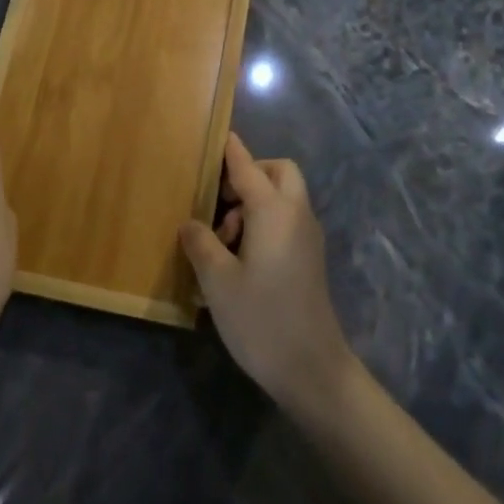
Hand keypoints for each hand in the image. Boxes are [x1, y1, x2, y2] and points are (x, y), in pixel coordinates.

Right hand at [179, 134, 353, 412]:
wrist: (313, 369)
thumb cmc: (261, 319)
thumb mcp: (218, 281)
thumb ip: (201, 244)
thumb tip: (191, 223)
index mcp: (273, 211)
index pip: (248, 167)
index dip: (231, 150)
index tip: (218, 134)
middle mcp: (296, 214)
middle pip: (278, 172)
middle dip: (250, 173)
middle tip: (219, 199)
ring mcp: (308, 236)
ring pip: (284, 197)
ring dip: (255, 202)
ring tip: (223, 239)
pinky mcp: (310, 258)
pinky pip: (287, 220)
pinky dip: (266, 220)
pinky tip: (241, 256)